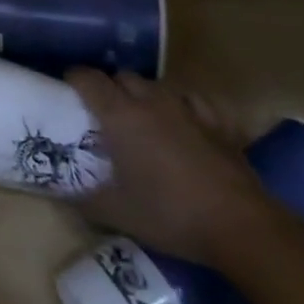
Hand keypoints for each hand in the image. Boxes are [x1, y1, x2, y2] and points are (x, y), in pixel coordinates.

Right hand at [65, 69, 274, 267]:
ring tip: (140, 117)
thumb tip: (61, 193)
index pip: (88, 78)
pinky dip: (180, 105)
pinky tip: (182, 120)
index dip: (73, 79)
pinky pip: (191, 100)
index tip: (66, 90)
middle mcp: (150, 101)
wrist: (241, 226)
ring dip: (143, 94)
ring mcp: (187, 109)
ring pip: (156, 85)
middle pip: (122, 76)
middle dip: (108, 87)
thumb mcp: (117, 213)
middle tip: (102, 112)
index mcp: (120, 115)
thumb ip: (83, 199)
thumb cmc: (170, 214)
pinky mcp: (217, 122)